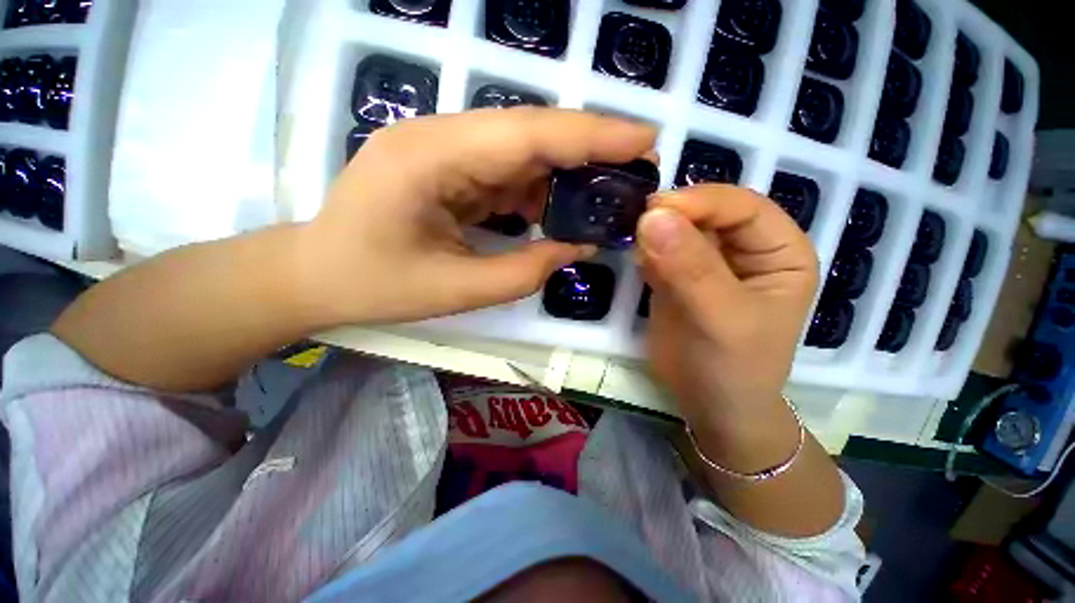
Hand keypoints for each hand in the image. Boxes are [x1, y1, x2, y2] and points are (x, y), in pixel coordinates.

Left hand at [299, 108, 655, 324]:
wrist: (315, 275)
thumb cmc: (376, 286)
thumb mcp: (459, 290)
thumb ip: (527, 271)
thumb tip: (578, 247)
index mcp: (431, 157)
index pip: (529, 134)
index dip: (592, 134)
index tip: (645, 140)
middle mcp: (438, 137)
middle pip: (530, 133)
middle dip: (587, 151)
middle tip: (635, 171)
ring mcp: (441, 149)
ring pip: (520, 151)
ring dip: (561, 176)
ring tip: (598, 201)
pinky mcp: (446, 167)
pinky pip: (503, 170)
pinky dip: (534, 190)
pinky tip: (551, 212)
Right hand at [637, 185, 818, 442]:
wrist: (708, 404)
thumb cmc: (734, 367)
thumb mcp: (722, 318)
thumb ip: (690, 268)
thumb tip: (652, 217)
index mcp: (779, 251)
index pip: (743, 207)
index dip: (701, 202)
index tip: (655, 209)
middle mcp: (744, 249)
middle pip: (706, 214)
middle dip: (672, 216)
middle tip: (636, 224)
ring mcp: (706, 262)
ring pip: (678, 230)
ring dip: (653, 232)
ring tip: (632, 241)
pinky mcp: (676, 276)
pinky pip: (658, 252)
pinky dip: (643, 250)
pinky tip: (635, 259)